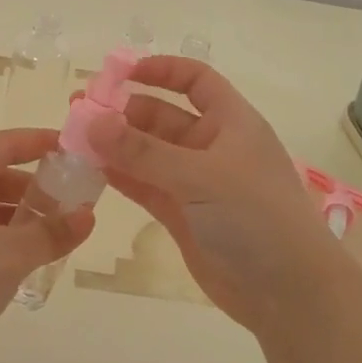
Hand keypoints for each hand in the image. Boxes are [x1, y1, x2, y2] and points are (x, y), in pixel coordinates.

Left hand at [0, 128, 93, 362]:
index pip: (3, 143)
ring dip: (10, 221)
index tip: (72, 148)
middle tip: (67, 207)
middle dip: (29, 190)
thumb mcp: (9, 256)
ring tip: (45, 242)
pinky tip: (8, 270)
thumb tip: (86, 216)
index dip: (39, 143)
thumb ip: (50, 234)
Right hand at [86, 57, 352, 333]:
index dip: (161, 70)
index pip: (196, 81)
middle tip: (78, 111)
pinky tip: (90, 169)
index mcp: (231, 123)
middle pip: (162, 117)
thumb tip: (91, 121)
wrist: (288, 292)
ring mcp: (195, 183)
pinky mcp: (182, 215)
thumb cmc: (255, 217)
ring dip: (115, 145)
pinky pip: (145, 186)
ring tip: (73, 137)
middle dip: (123, 111)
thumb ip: (143, 151)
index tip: (119, 73)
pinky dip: (120, 176)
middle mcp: (212, 147)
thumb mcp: (200, 176)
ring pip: (148, 154)